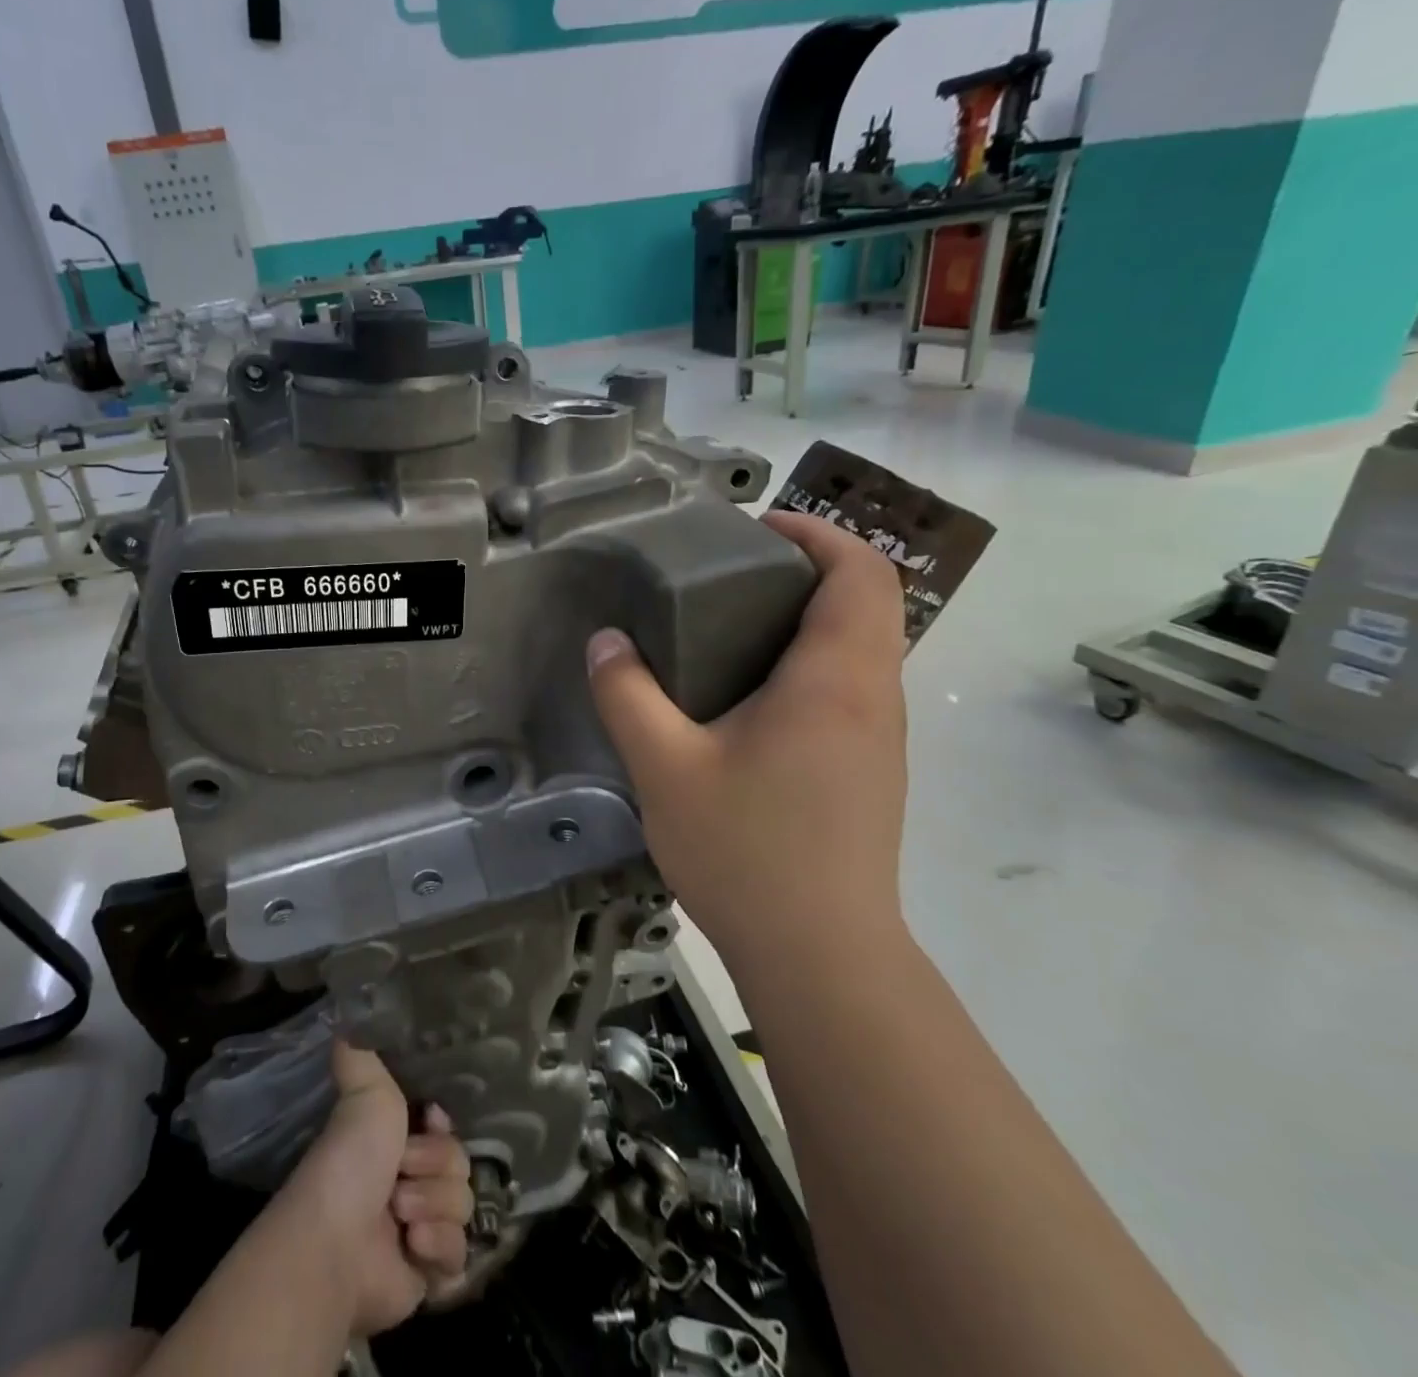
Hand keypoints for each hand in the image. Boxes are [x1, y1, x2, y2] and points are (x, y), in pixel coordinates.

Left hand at [278, 1042, 472, 1337]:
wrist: (337, 1244)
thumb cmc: (350, 1161)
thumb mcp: (363, 1090)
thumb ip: (361, 1052)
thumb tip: (346, 1014)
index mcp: (397, 1141)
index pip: (447, 1128)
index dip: (442, 1128)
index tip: (428, 1121)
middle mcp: (411, 1180)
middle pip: (460, 1164)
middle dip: (433, 1168)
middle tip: (399, 1176)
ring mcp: (422, 1227)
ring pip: (464, 1206)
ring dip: (433, 1207)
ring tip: (401, 1217)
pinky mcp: (429, 1275)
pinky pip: (461, 1254)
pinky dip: (438, 1250)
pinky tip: (412, 1248)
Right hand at [586, 510, 908, 958]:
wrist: (821, 956)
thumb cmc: (747, 851)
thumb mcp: (666, 768)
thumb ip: (628, 696)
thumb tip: (606, 644)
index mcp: (835, 679)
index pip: (860, 572)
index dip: (816, 534)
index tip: (756, 530)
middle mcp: (872, 697)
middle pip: (867, 602)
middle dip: (807, 570)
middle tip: (731, 577)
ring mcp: (879, 738)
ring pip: (862, 648)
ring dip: (810, 619)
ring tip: (732, 630)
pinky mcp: (870, 771)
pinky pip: (851, 690)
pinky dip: (811, 665)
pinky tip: (750, 701)